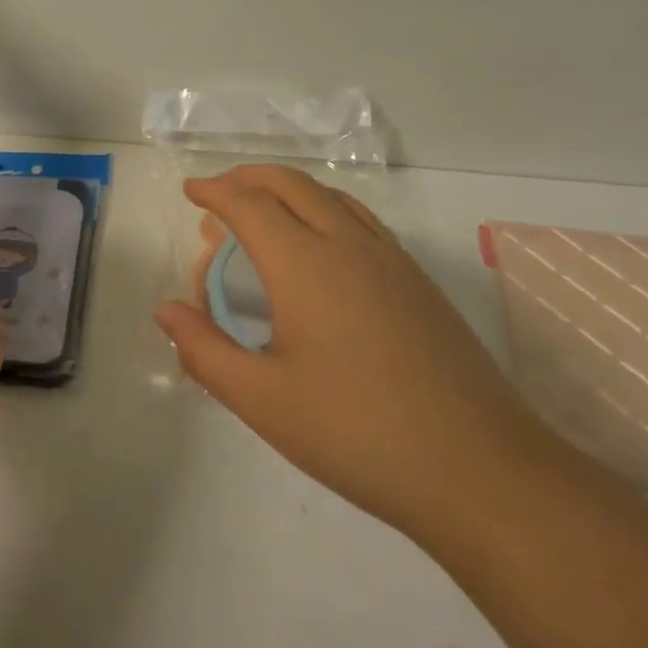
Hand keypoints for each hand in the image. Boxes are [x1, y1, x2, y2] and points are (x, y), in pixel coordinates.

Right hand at [156, 165, 560, 545]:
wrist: (480, 470)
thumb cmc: (357, 433)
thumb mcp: (263, 401)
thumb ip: (205, 351)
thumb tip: (167, 310)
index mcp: (304, 265)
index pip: (249, 204)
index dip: (215, 191)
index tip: (191, 192)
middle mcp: (348, 245)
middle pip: (291, 184)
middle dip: (249, 178)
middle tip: (219, 193)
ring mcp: (391, 260)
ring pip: (331, 197)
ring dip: (289, 190)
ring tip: (264, 212)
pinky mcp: (419, 282)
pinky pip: (361, 221)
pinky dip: (325, 210)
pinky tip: (322, 248)